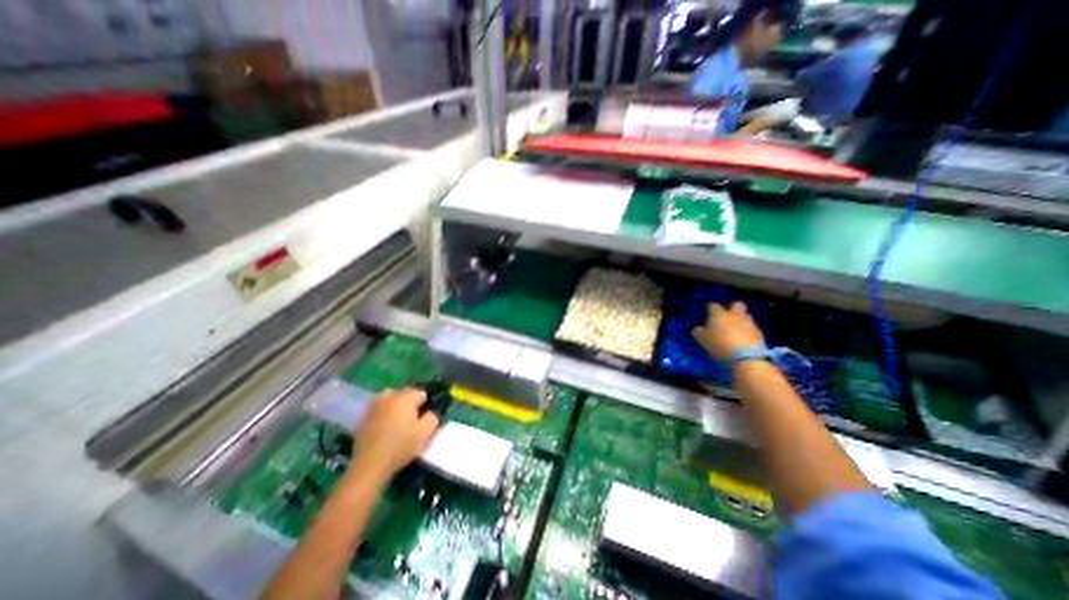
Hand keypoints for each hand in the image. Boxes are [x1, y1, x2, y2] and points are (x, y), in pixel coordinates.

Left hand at [347, 389, 437, 485]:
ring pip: (391, 398)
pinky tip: (385, 428)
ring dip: (397, 405)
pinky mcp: (364, 416)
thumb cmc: (400, 446)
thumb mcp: (425, 432)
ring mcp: (374, 405)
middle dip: (411, 404)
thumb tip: (430, 412)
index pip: (422, 393)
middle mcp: (389, 396)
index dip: (426, 405)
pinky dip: (385, 413)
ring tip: (398, 422)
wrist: (369, 465)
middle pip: (406, 393)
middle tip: (412, 421)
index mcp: (405, 397)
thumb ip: (433, 417)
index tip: (423, 419)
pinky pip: (380, 408)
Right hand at [699, 302, 762, 362]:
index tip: (708, 313)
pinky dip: (747, 332)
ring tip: (735, 331)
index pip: (713, 305)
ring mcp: (749, 323)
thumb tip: (698, 328)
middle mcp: (735, 315)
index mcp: (719, 314)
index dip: (710, 309)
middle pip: (737, 305)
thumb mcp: (701, 339)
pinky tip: (743, 340)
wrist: (746, 358)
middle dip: (732, 308)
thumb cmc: (719, 345)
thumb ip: (699, 331)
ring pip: (746, 316)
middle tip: (726, 317)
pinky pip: (752, 329)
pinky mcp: (760, 334)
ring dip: (741, 321)